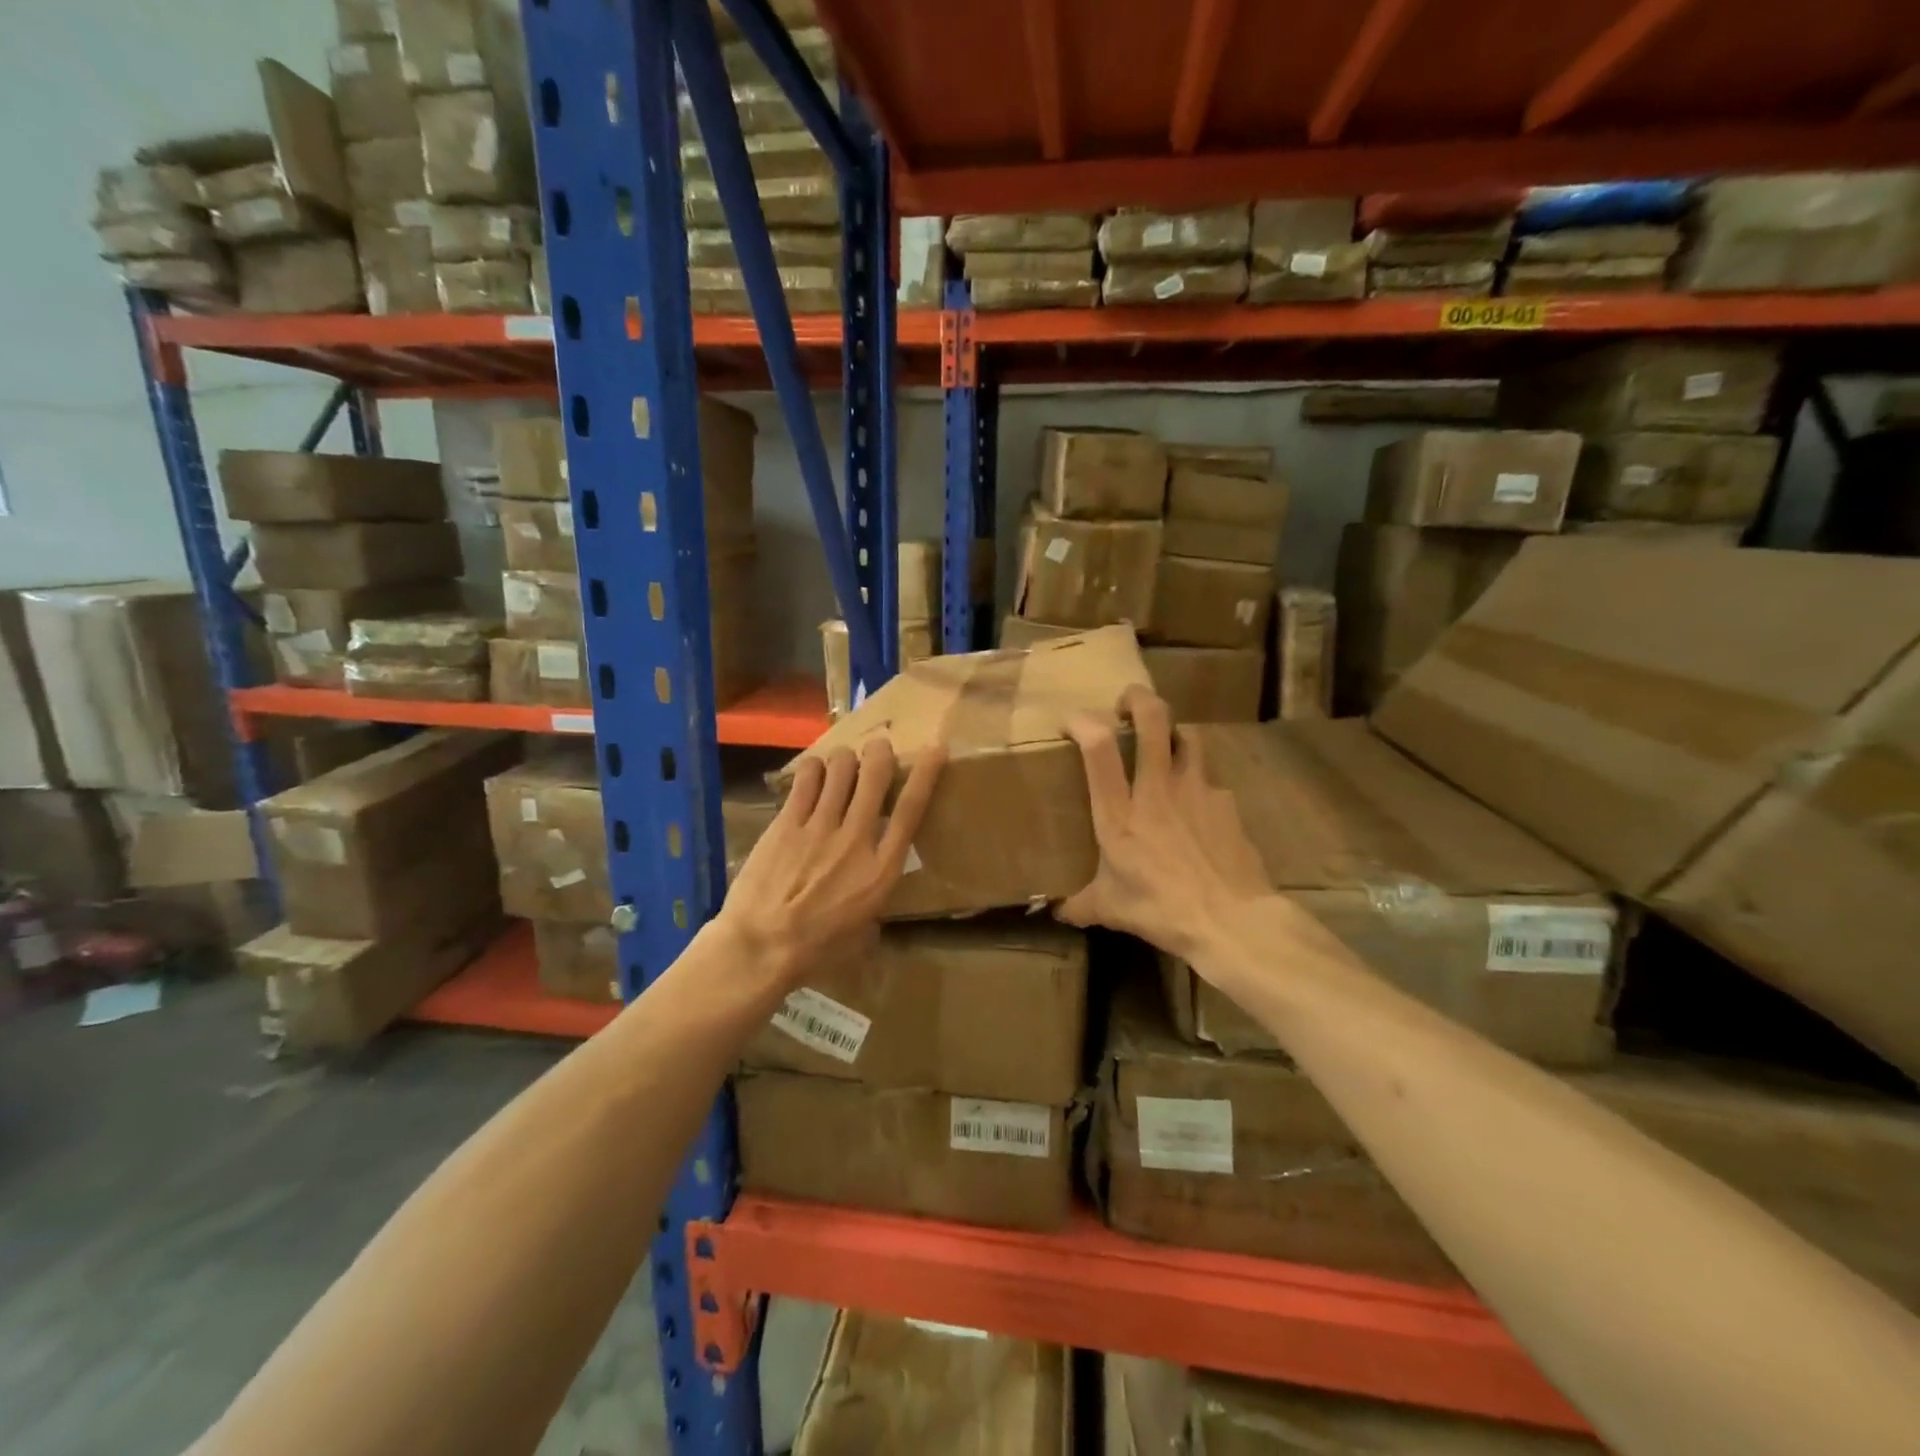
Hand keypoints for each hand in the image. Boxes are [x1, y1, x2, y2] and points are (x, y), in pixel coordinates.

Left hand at [718, 737, 944, 992]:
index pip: (911, 809)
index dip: (926, 774)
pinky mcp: (787, 823)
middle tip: (878, 747)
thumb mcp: (862, 932)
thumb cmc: (816, 949)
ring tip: (842, 763)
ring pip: (840, 769)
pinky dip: (813, 769)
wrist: (762, 946)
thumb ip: (873, 904)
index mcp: (881, 869)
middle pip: (874, 776)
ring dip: (845, 759)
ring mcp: (819, 827)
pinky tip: (813, 772)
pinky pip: (805, 779)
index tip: (936, 749)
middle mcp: (856, 838)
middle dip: (880, 753)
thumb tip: (872, 899)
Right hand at [1057, 687, 1269, 958]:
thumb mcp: (1110, 910)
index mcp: (1119, 812)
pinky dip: (1199, 785)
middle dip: (1137, 698)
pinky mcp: (1227, 802)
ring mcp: (1197, 790)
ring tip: (1165, 746)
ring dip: (1173, 732)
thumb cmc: (1162, 910)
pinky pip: (1210, 780)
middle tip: (1127, 703)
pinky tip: (1197, 809)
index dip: (1082, 721)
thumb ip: (1079, 904)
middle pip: (1153, 718)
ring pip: (1188, 736)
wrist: (1232, 920)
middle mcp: (1157, 789)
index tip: (1072, 720)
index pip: (1098, 748)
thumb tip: (1056, 912)